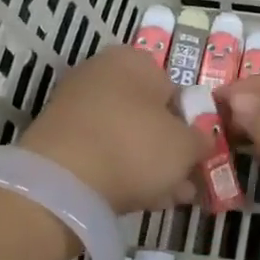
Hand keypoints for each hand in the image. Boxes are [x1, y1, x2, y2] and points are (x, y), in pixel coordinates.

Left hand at [21, 46, 200, 213]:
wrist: (63, 183)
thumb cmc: (136, 148)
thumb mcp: (187, 146)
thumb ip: (202, 140)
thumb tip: (202, 140)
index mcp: (133, 60)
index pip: (175, 89)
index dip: (191, 123)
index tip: (199, 153)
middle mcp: (100, 74)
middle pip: (148, 114)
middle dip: (169, 148)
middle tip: (186, 179)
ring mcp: (74, 107)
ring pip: (126, 136)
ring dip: (149, 165)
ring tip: (169, 196)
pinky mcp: (57, 140)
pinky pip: (102, 153)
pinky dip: (121, 172)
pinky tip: (141, 198)